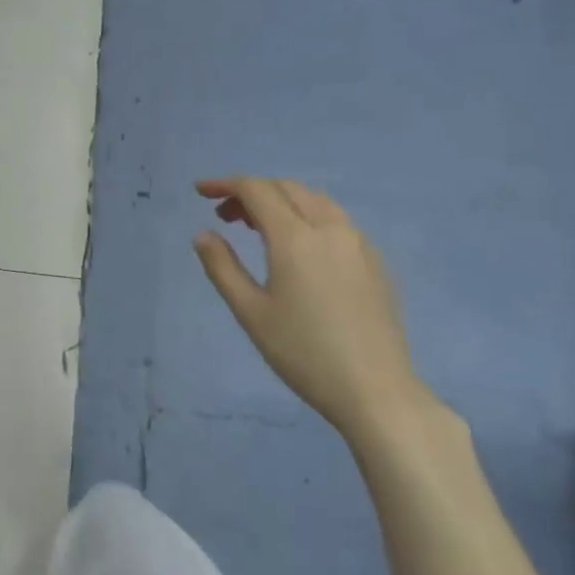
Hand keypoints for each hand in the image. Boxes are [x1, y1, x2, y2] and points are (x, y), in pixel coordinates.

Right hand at [193, 177, 426, 438]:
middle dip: (251, 191)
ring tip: (256, 227)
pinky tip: (296, 246)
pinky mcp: (373, 260)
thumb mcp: (250, 312)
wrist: (374, 389)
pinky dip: (306, 215)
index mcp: (295, 238)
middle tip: (224, 214)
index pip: (257, 190)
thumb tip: (203, 234)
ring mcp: (357, 242)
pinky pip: (335, 219)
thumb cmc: (303, 352)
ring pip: (314, 200)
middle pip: (286, 188)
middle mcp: (330, 228)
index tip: (200, 190)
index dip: (225, 184)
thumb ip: (222, 267)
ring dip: (280, 200)